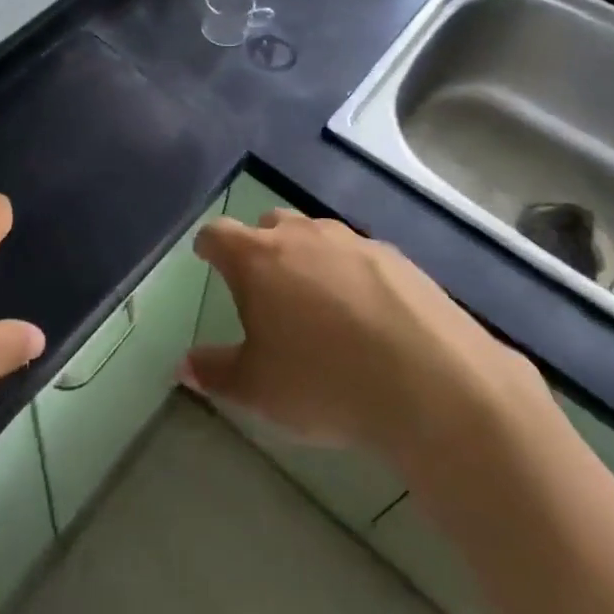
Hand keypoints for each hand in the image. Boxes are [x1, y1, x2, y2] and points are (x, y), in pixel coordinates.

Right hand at [181, 209, 547, 504]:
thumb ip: (215, 372)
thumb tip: (183, 365)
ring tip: (315, 301)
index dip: (208, 246)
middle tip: (263, 287)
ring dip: (307, 257)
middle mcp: (302, 235)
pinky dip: (349, 274)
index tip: (206, 258)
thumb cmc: (324, 382)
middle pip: (269, 224)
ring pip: (316, 235)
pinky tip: (365, 314)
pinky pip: (357, 256)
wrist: (431, 381)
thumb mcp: (257, 389)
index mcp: (258, 258)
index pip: (218, 234)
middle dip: (260, 246)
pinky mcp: (395, 257)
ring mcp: (352, 241)